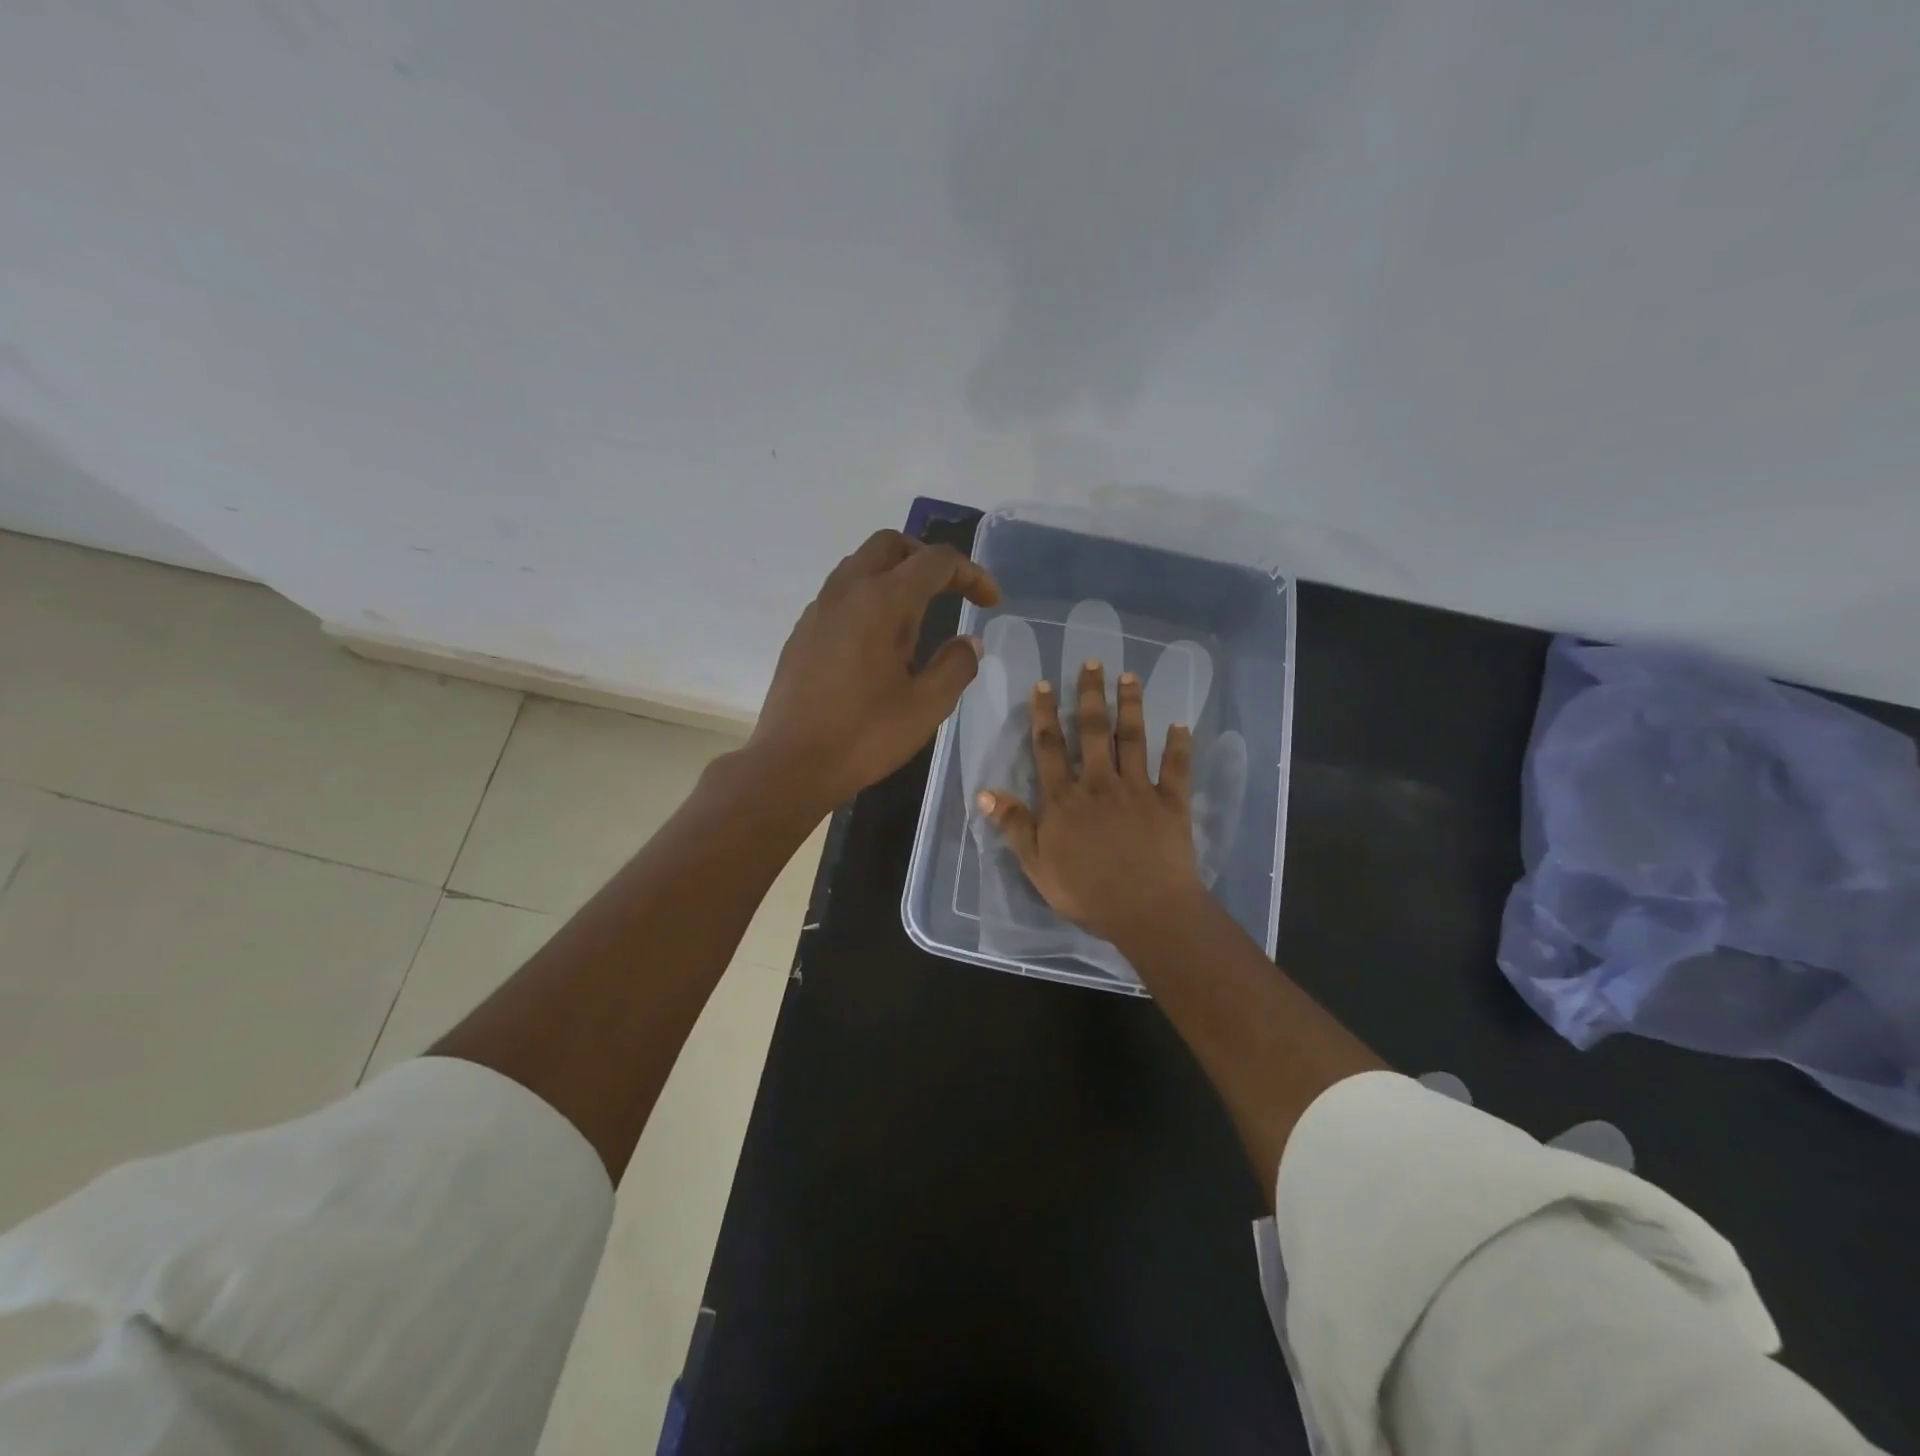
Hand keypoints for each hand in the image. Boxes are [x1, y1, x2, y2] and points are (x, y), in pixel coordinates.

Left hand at [748, 529, 1000, 810]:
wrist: (790, 764)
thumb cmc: (864, 735)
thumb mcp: (927, 706)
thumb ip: (956, 665)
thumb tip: (968, 643)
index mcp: (882, 601)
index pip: (935, 561)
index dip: (972, 574)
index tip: (991, 602)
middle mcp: (847, 591)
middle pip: (891, 545)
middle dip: (928, 560)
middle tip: (951, 592)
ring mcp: (819, 609)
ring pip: (861, 565)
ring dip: (895, 574)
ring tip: (916, 618)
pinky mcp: (802, 631)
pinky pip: (841, 593)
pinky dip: (869, 597)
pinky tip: (878, 641)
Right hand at [976, 660, 1203, 943]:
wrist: (1146, 910)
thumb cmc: (1086, 892)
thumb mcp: (1036, 865)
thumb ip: (1013, 825)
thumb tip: (984, 790)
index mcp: (1065, 799)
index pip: (1049, 748)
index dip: (1044, 714)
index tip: (1043, 684)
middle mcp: (1100, 783)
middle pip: (1093, 732)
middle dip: (1091, 695)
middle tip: (1092, 662)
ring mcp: (1138, 790)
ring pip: (1133, 739)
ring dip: (1131, 706)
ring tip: (1129, 677)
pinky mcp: (1171, 803)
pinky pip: (1176, 768)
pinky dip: (1178, 746)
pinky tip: (1180, 724)